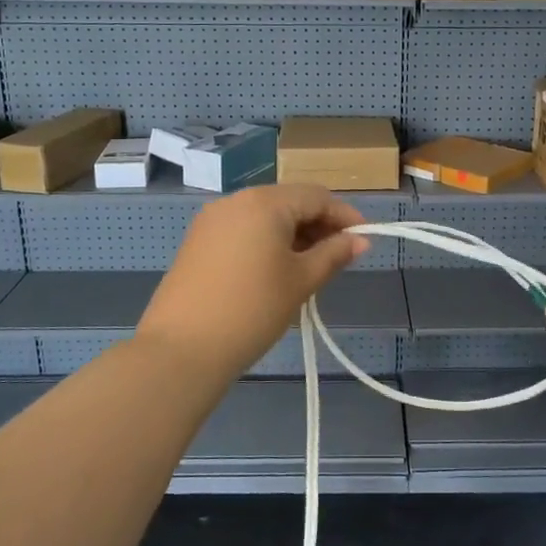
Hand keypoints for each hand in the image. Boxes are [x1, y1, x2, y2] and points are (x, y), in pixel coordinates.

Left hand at [138, 184, 368, 381]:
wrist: (182, 348)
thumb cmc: (253, 310)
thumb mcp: (301, 281)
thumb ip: (333, 254)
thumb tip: (360, 240)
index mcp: (265, 202)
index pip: (316, 196)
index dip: (344, 215)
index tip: (363, 240)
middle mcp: (236, 200)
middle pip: (289, 201)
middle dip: (318, 224)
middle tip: (339, 257)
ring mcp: (212, 219)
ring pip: (264, 215)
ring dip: (292, 233)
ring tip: (310, 267)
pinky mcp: (197, 241)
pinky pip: (243, 229)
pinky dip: (266, 241)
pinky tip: (275, 270)